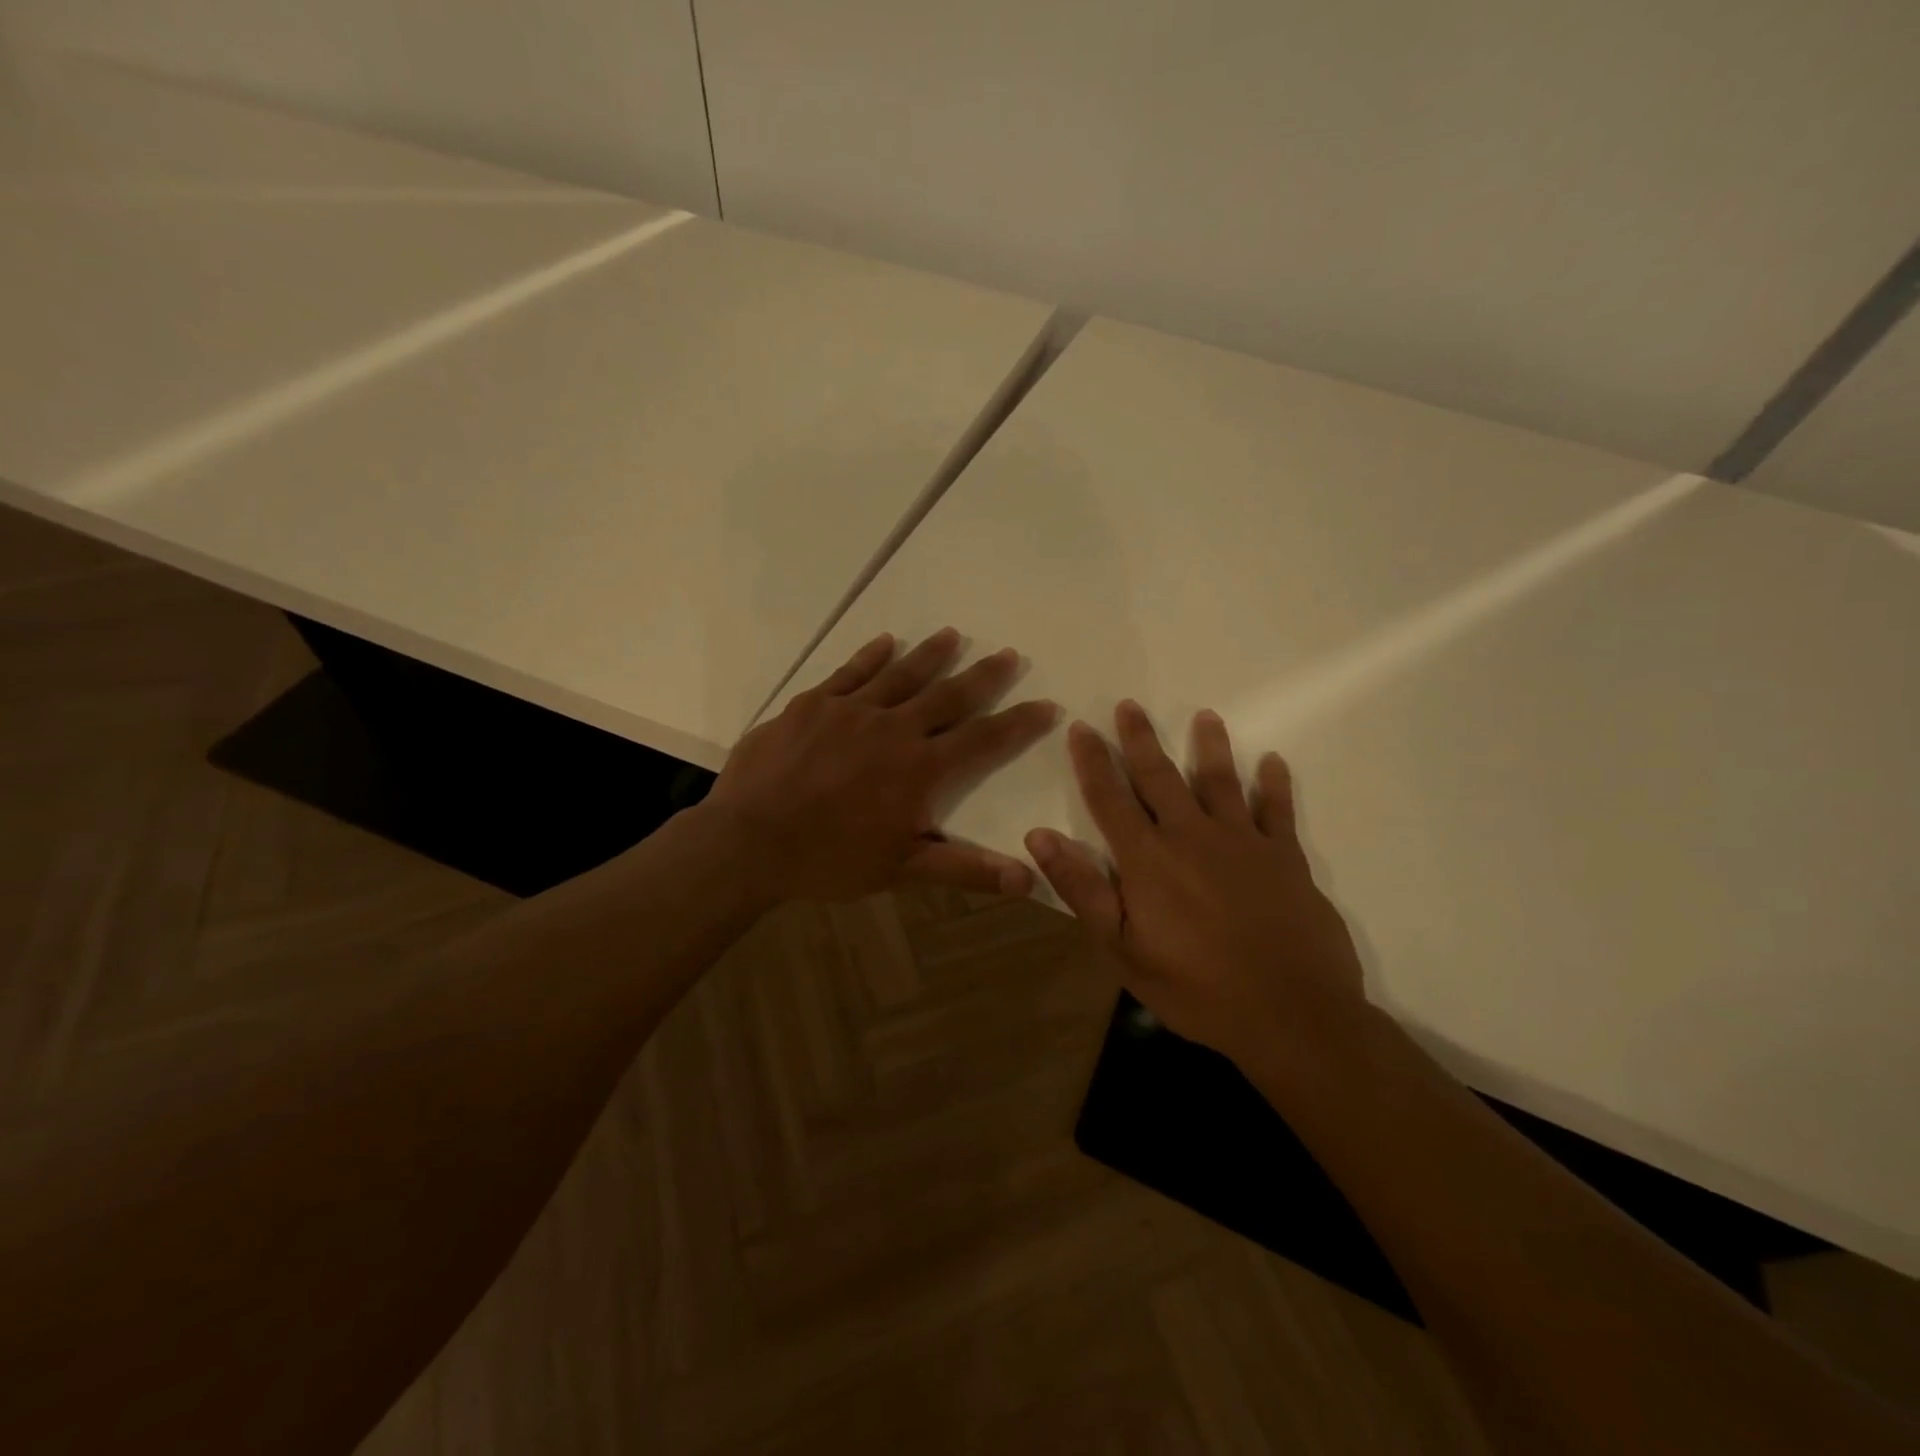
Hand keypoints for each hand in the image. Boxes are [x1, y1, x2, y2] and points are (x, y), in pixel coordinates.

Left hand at [700, 628, 1057, 901]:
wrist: (749, 841)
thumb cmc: (829, 859)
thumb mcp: (901, 869)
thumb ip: (964, 868)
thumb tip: (1027, 879)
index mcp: (920, 769)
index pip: (983, 739)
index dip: (1018, 723)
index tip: (1045, 704)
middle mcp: (893, 729)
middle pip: (949, 695)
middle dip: (983, 676)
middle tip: (1007, 655)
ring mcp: (851, 710)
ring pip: (902, 674)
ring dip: (932, 654)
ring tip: (954, 635)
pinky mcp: (813, 703)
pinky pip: (850, 672)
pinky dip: (871, 656)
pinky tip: (886, 642)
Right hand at [1025, 701, 1366, 1069]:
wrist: (1291, 1015)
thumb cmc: (1196, 988)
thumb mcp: (1122, 948)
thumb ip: (1081, 889)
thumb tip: (1038, 837)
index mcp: (1147, 859)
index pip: (1110, 798)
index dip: (1093, 761)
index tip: (1081, 727)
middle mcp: (1192, 836)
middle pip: (1160, 777)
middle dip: (1140, 739)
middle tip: (1129, 705)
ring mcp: (1243, 842)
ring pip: (1220, 781)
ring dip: (1209, 746)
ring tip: (1204, 715)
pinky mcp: (1286, 858)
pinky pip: (1278, 811)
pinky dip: (1275, 785)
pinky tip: (1273, 762)